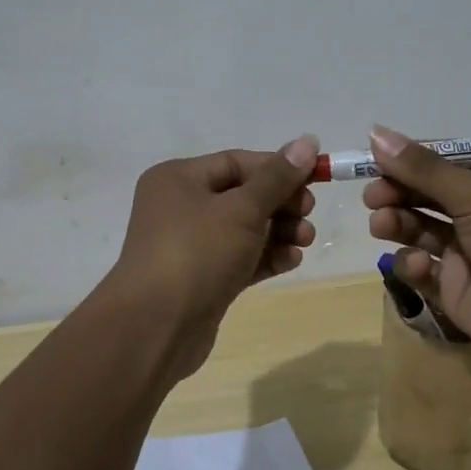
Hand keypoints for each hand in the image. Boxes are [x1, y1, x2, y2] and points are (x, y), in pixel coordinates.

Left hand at [106, 135, 320, 376]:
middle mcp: (180, 207)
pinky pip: (240, 258)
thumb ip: (277, 178)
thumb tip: (308, 141)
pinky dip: (265, 257)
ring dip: (279, 232)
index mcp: (179, 179)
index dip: (277, 168)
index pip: (237, 162)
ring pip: (244, 229)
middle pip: (243, 195)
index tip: (314, 180)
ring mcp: (190, 246)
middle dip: (281, 203)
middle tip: (308, 213)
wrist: (155, 328)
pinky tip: (291, 261)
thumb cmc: (197, 254)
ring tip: (305, 241)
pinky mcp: (202, 279)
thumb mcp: (242, 210)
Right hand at [364, 126, 470, 373]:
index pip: (445, 160)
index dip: (409, 159)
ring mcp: (469, 251)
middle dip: (397, 192)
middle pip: (427, 194)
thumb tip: (375, 133)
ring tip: (382, 224)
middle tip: (373, 197)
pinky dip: (414, 264)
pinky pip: (422, 268)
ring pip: (419, 229)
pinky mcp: (455, 288)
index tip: (374, 159)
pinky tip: (420, 265)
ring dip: (397, 223)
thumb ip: (423, 168)